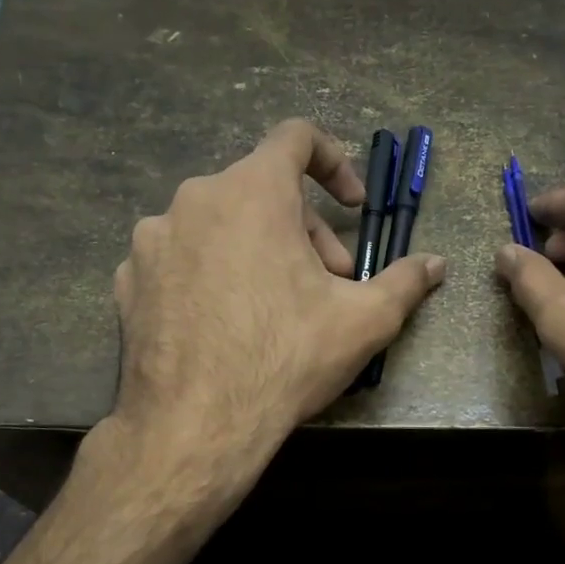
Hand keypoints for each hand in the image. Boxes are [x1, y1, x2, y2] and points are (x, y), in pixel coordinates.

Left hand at [111, 119, 445, 475]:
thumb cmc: (285, 359)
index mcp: (252, 191)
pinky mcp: (128, 279)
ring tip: (276, 308)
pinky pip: (182, 258)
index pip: (296, 137)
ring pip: (220, 225)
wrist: (193, 426)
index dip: (335, 161)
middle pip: (262, 191)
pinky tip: (226, 325)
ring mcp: (153, 239)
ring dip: (258, 251)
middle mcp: (194, 199)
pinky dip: (211, 274)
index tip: (352, 205)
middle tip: (327, 284)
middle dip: (304, 230)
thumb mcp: (364, 321)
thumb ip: (404, 281)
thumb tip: (436, 264)